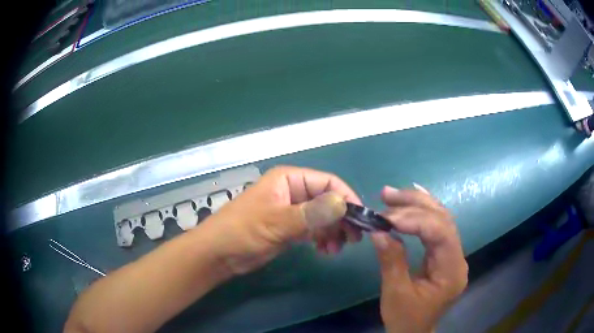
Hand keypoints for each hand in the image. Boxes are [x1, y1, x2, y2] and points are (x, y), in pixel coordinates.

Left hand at [201, 166, 362, 274]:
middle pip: (329, 200)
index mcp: (289, 179)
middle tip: (354, 238)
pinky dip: (323, 238)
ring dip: (334, 231)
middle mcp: (294, 191)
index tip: (360, 218)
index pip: (328, 182)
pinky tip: (326, 250)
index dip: (346, 197)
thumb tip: (343, 204)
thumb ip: (311, 214)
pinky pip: (315, 229)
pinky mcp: (291, 228)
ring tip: (336, 248)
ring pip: (324, 217)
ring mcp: (293, 211)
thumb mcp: (277, 222)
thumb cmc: (243, 231)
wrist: (220, 254)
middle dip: (342, 218)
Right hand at [371, 185, 467, 332]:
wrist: (413, 332)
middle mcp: (458, 258)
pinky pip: (437, 227)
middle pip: (443, 220)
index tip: (387, 218)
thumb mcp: (395, 293)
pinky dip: (422, 212)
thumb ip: (391, 261)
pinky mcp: (444, 255)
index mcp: (451, 271)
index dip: (416, 220)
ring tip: (392, 195)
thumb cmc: (405, 319)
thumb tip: (379, 231)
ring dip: (417, 204)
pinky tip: (413, 199)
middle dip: (415, 205)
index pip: (441, 234)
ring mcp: (452, 255)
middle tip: (387, 195)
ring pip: (441, 219)